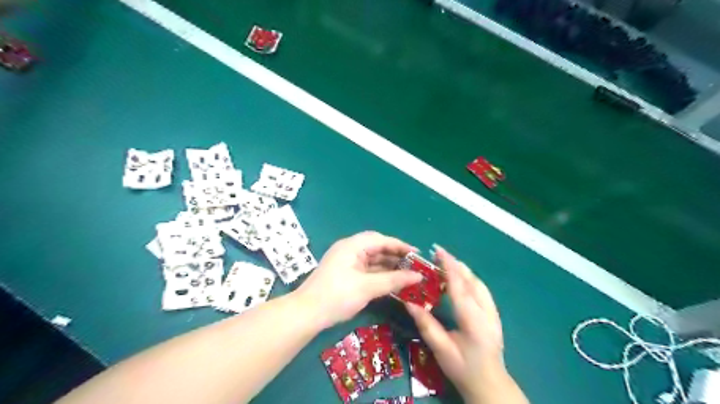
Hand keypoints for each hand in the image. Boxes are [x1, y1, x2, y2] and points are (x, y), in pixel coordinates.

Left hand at [296, 233, 422, 328]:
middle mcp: (350, 250)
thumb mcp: (367, 288)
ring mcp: (347, 262)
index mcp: (352, 246)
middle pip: (377, 248)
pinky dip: (380, 275)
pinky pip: (367, 270)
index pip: (381, 240)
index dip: (400, 246)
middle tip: (415, 266)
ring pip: (373, 260)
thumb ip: (393, 280)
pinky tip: (393, 282)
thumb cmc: (337, 296)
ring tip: (408, 275)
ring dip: (389, 266)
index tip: (417, 255)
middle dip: (396, 256)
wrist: (306, 314)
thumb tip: (418, 276)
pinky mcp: (346, 274)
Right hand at [404, 246, 526, 403]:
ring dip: (462, 271)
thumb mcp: (441, 350)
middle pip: (471, 280)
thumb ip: (426, 325)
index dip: (448, 266)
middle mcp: (486, 311)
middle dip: (455, 264)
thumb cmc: (464, 369)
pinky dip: (469, 280)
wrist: (491, 385)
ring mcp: (493, 312)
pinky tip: (460, 281)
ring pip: (479, 283)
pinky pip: (481, 290)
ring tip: (446, 264)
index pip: (459, 285)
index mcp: (473, 319)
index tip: (437, 251)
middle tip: (437, 255)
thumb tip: (409, 302)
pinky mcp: (494, 315)